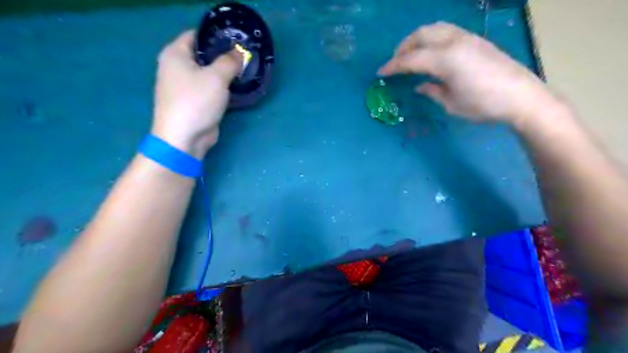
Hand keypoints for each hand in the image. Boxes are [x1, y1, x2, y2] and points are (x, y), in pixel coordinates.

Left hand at [150, 31, 240, 158]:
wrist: (184, 137)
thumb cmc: (196, 101)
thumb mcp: (216, 77)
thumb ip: (230, 61)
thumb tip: (240, 52)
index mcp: (175, 53)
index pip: (196, 35)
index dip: (216, 35)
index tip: (236, 38)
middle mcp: (177, 66)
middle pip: (203, 54)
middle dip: (223, 54)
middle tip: (244, 55)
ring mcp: (185, 86)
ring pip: (208, 73)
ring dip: (224, 72)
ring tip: (245, 69)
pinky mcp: (194, 101)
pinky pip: (210, 88)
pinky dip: (222, 86)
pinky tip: (237, 86)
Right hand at [377, 23, 559, 125]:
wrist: (522, 97)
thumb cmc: (483, 105)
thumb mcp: (451, 104)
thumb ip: (432, 91)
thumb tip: (420, 86)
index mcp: (446, 60)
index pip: (411, 59)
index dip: (393, 66)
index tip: (381, 72)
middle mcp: (454, 42)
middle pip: (420, 35)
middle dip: (403, 47)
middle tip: (395, 62)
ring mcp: (467, 38)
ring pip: (434, 28)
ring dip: (417, 38)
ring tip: (411, 53)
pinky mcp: (475, 39)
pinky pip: (446, 30)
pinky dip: (431, 37)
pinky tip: (431, 51)